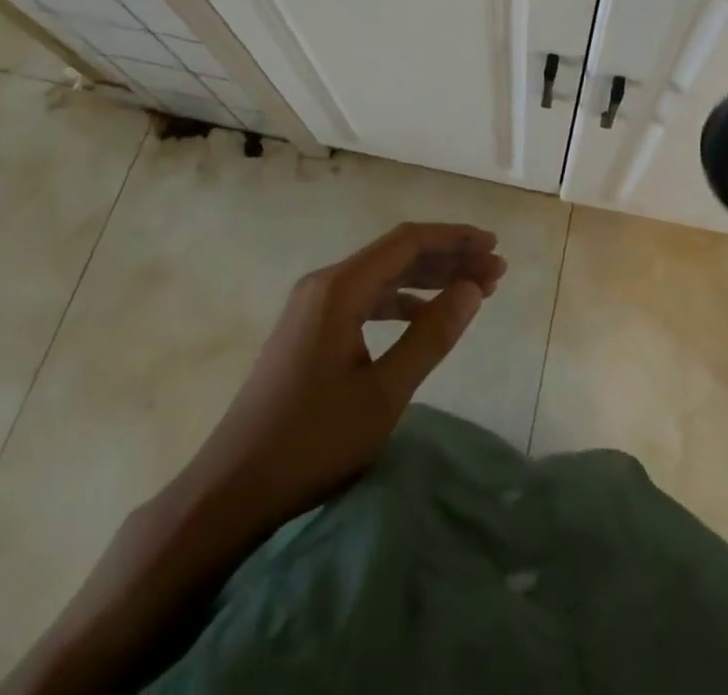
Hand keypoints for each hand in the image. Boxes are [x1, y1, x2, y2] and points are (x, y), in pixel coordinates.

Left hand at [185, 221, 506, 538]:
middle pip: (396, 254)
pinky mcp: (309, 329)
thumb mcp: (384, 394)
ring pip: (382, 276)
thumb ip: (431, 336)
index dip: (455, 239)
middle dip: (448, 259)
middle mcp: (325, 283)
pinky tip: (425, 316)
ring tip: (472, 291)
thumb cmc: (311, 442)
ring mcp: (313, 306)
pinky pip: (365, 299)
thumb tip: (472, 289)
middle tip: (495, 272)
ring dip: (427, 280)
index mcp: (340, 288)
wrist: (232, 488)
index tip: (494, 247)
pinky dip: (401, 301)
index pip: (408, 242)